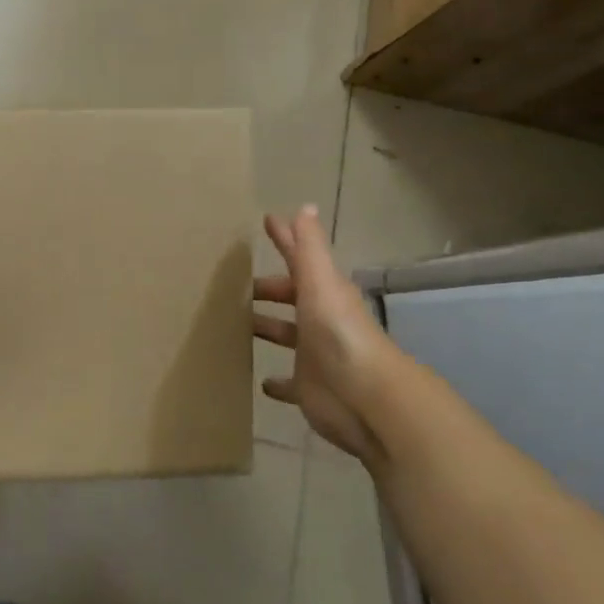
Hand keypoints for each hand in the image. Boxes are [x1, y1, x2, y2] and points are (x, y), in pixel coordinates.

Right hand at [253, 205, 397, 466]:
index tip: (267, 221)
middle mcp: (320, 319)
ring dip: (267, 327)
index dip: (285, 240)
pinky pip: (290, 383)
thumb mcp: (320, 282)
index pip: (299, 258)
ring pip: (286, 335)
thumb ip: (309, 247)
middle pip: (291, 297)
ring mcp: (315, 355)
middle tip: (236, 284)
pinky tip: (261, 382)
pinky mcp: (309, 388)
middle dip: (269, 289)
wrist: (367, 398)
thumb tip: (305, 206)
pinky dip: (277, 382)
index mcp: (323, 292)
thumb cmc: (339, 333)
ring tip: (237, 323)